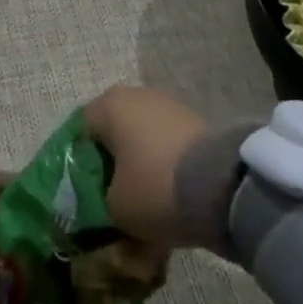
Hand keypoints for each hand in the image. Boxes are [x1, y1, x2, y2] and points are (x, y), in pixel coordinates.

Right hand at [81, 85, 208, 252]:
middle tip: (114, 199)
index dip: (80, 163)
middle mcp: (135, 96)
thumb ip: (100, 200)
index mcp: (108, 106)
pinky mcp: (194, 122)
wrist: (223, 186)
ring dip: (140, 165)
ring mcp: (168, 106)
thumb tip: (106, 199)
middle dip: (113, 164)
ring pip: (142, 139)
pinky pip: (168, 146)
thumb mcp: (115, 208)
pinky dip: (164, 167)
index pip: (81, 131)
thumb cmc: (154, 188)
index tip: (86, 194)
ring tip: (145, 203)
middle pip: (114, 132)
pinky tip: (170, 196)